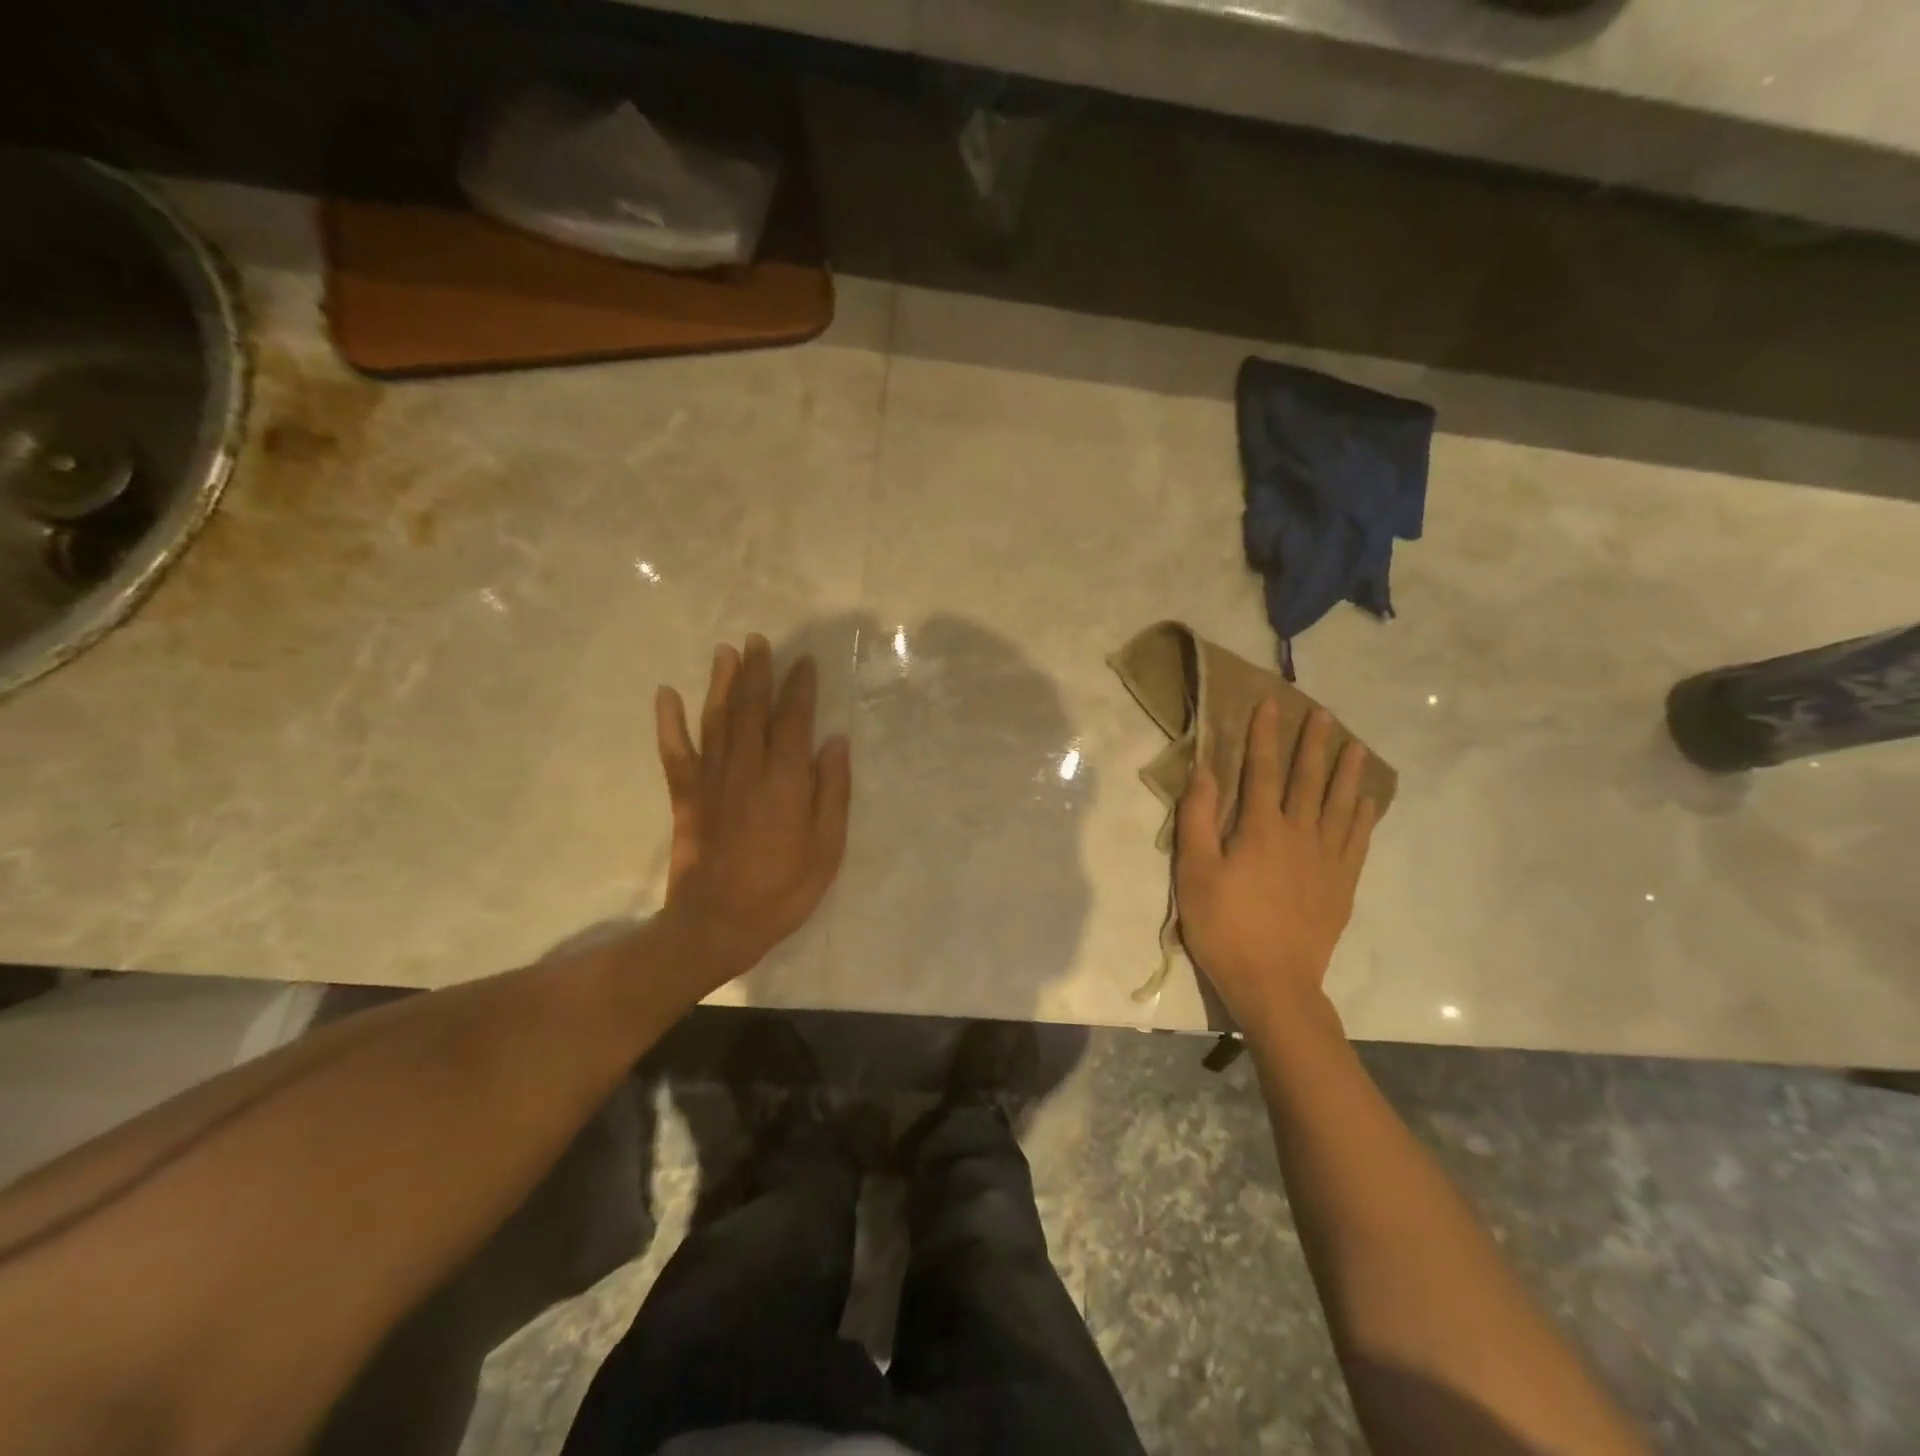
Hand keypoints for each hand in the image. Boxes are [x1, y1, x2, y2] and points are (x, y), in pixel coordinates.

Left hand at [654, 635, 851, 989]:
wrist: (717, 924)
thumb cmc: (782, 890)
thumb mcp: (826, 848)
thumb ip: (832, 792)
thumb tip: (835, 742)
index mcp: (785, 779)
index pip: (793, 719)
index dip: (799, 687)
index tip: (804, 662)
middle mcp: (747, 767)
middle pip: (751, 708)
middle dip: (757, 671)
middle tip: (759, 640)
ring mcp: (711, 779)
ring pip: (716, 719)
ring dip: (720, 682)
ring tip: (725, 652)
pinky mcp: (685, 795)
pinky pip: (674, 750)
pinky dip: (669, 721)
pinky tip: (666, 694)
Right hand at [1175, 703, 1377, 1029]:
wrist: (1273, 983)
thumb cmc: (1224, 926)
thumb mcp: (1194, 873)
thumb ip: (1198, 819)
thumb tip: (1204, 771)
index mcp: (1260, 829)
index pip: (1262, 771)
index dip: (1265, 736)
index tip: (1271, 704)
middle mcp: (1299, 834)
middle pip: (1307, 780)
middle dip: (1313, 744)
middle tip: (1323, 713)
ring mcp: (1326, 860)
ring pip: (1339, 805)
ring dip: (1346, 773)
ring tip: (1354, 746)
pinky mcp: (1341, 885)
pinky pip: (1357, 841)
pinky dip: (1362, 816)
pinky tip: (1365, 801)